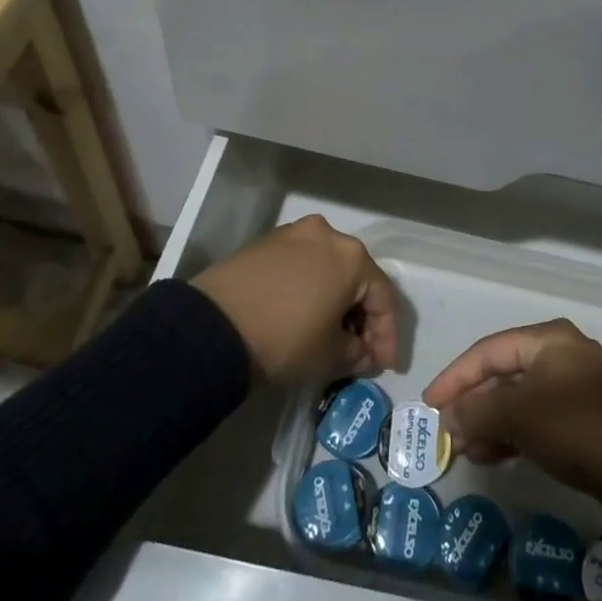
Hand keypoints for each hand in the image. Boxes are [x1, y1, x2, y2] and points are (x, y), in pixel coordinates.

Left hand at [192, 215, 398, 384]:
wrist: (213, 326)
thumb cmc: (284, 338)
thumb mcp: (329, 356)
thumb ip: (357, 352)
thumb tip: (361, 351)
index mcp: (352, 256)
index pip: (383, 297)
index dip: (388, 336)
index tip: (385, 366)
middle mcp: (328, 234)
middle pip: (356, 278)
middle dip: (362, 316)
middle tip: (361, 351)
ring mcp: (294, 234)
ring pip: (328, 268)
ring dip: (335, 300)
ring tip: (331, 334)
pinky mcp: (266, 242)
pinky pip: (301, 265)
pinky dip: (310, 288)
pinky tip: (304, 314)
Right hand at [423, 319, 601, 505]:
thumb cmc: (571, 424)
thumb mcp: (517, 414)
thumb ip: (476, 410)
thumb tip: (448, 418)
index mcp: (547, 339)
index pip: (488, 351)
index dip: (455, 376)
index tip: (430, 403)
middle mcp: (558, 354)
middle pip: (501, 375)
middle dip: (471, 404)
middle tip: (445, 430)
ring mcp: (569, 388)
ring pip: (515, 400)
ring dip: (487, 422)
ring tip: (461, 448)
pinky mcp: (576, 419)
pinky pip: (532, 419)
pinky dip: (509, 433)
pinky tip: (486, 454)